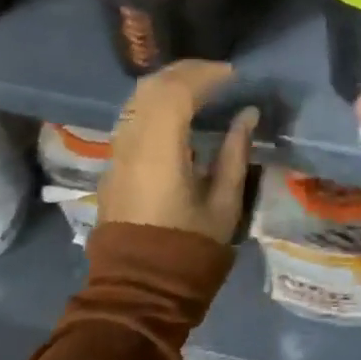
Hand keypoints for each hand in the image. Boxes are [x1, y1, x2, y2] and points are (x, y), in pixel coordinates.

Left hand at [98, 61, 258, 243]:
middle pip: (152, 87)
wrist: (139, 288)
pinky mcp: (113, 163)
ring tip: (200, 85)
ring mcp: (117, 152)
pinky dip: (155, 100)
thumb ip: (236, 153)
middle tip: (219, 74)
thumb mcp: (224, 203)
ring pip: (137, 98)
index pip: (177, 93)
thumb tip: (247, 114)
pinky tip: (177, 108)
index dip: (206, 75)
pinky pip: (132, 115)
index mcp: (160, 152)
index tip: (233, 75)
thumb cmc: (189, 249)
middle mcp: (132, 144)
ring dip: (168, 83)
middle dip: (186, 71)